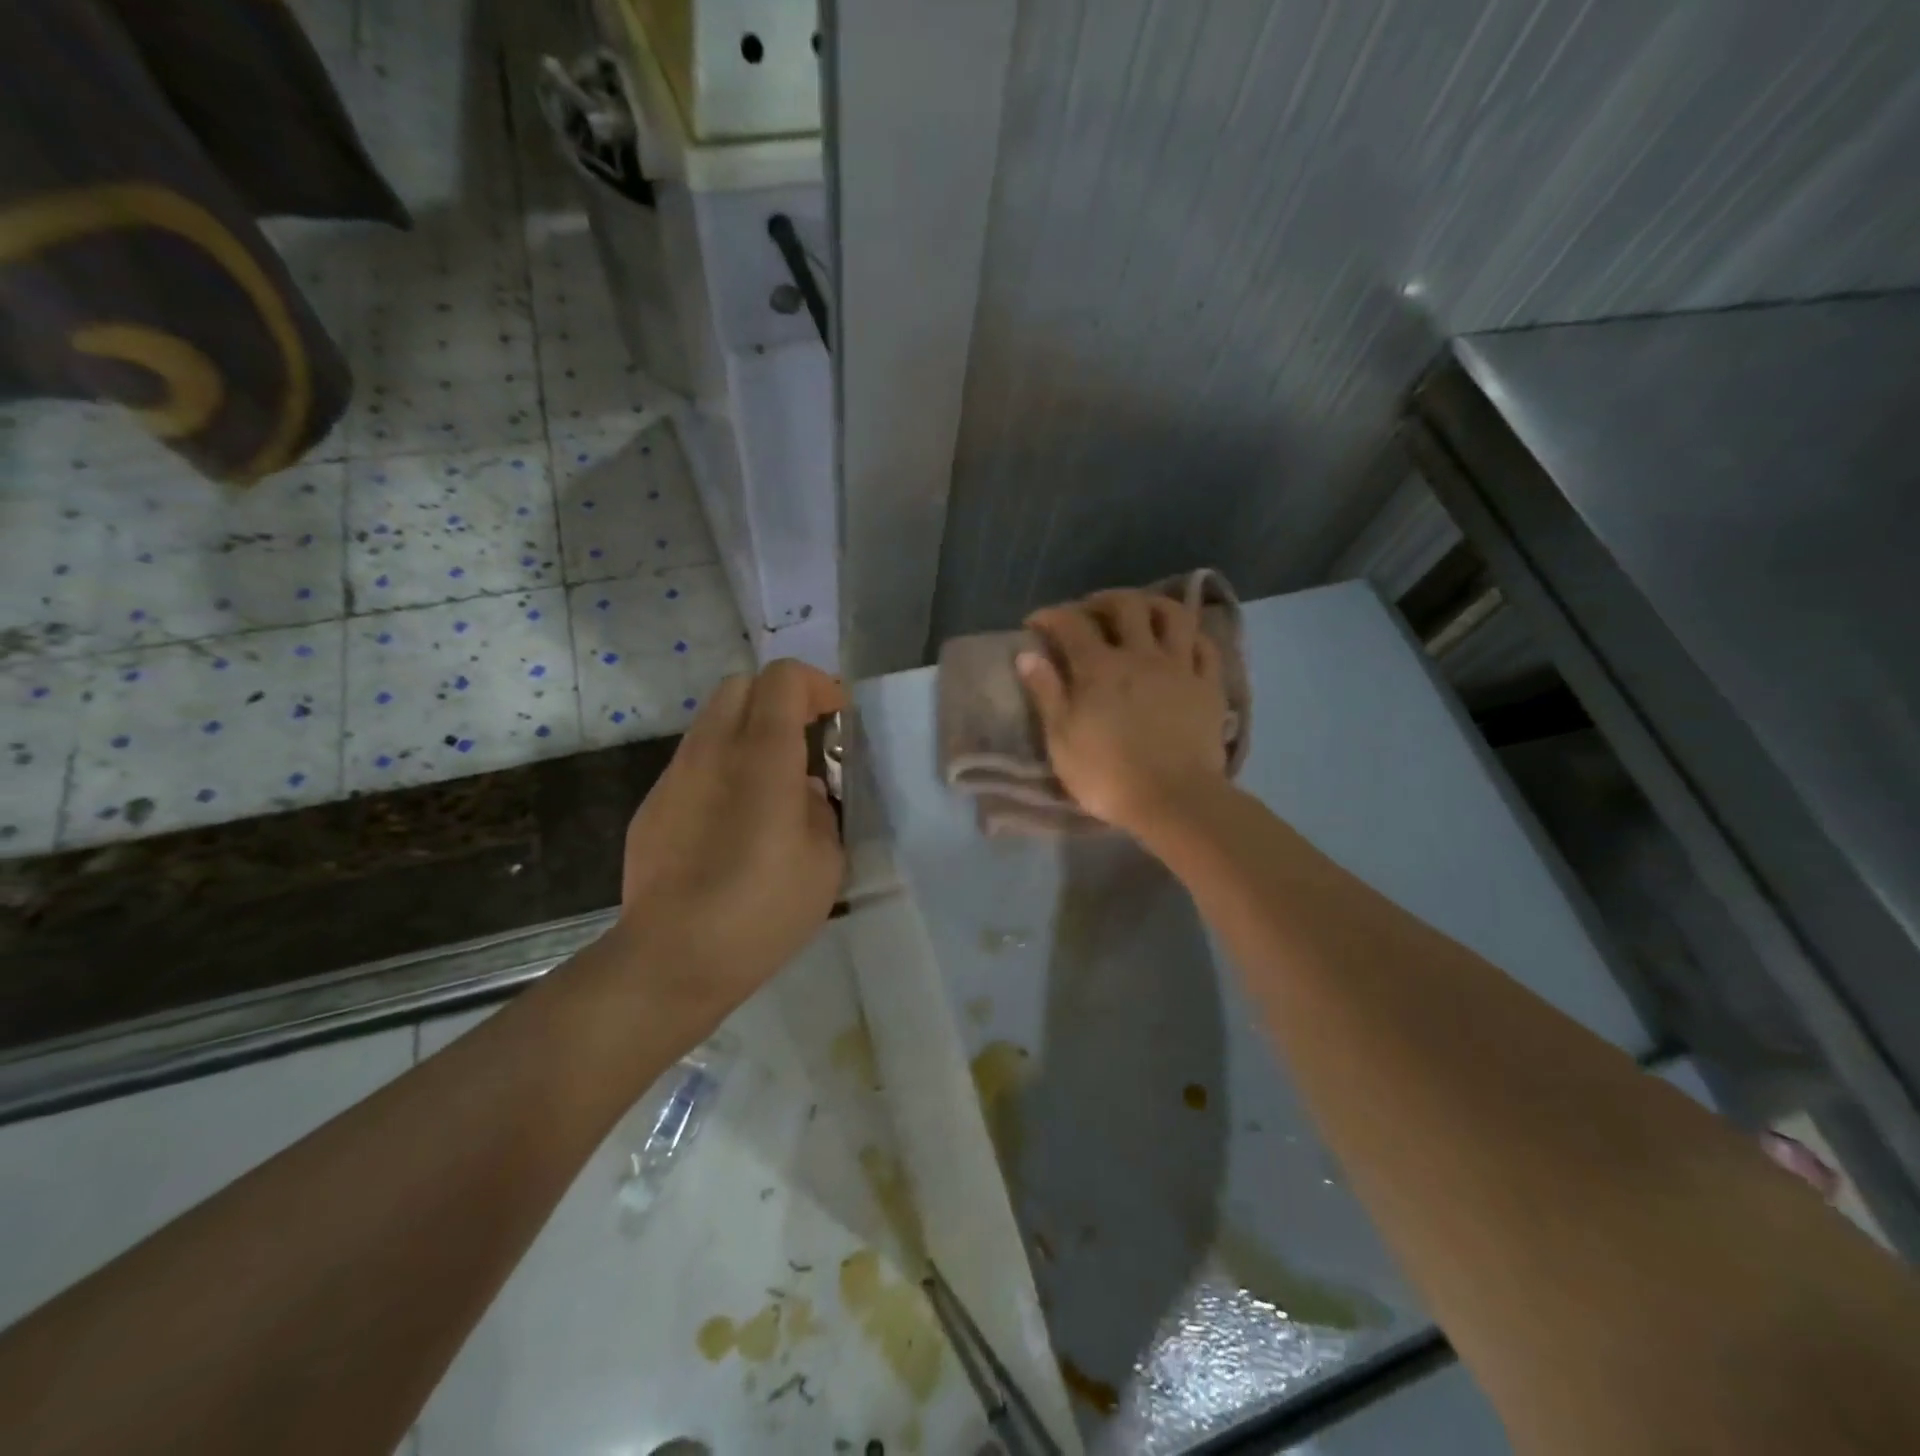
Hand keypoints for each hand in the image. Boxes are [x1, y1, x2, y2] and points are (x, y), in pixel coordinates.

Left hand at [613, 659, 845, 1015]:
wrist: (673, 958)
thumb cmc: (763, 909)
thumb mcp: (825, 861)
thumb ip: (822, 811)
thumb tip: (805, 792)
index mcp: (762, 755)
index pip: (783, 678)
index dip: (817, 685)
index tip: (837, 719)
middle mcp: (712, 751)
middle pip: (741, 685)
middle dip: (779, 698)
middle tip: (805, 739)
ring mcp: (675, 777)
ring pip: (712, 722)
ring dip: (748, 732)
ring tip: (770, 784)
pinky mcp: (652, 806)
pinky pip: (693, 764)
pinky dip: (721, 768)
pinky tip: (732, 822)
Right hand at [1018, 590, 1228, 834]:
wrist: (1174, 800)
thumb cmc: (1108, 776)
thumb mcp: (1061, 740)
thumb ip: (1046, 693)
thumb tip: (1026, 654)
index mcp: (1100, 668)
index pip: (1071, 624)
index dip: (1051, 616)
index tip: (1036, 624)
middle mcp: (1141, 656)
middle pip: (1126, 605)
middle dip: (1102, 600)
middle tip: (1088, 612)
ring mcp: (1180, 668)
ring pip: (1172, 615)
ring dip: (1152, 604)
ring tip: (1139, 614)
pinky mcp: (1209, 686)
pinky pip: (1205, 646)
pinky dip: (1190, 635)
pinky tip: (1180, 641)